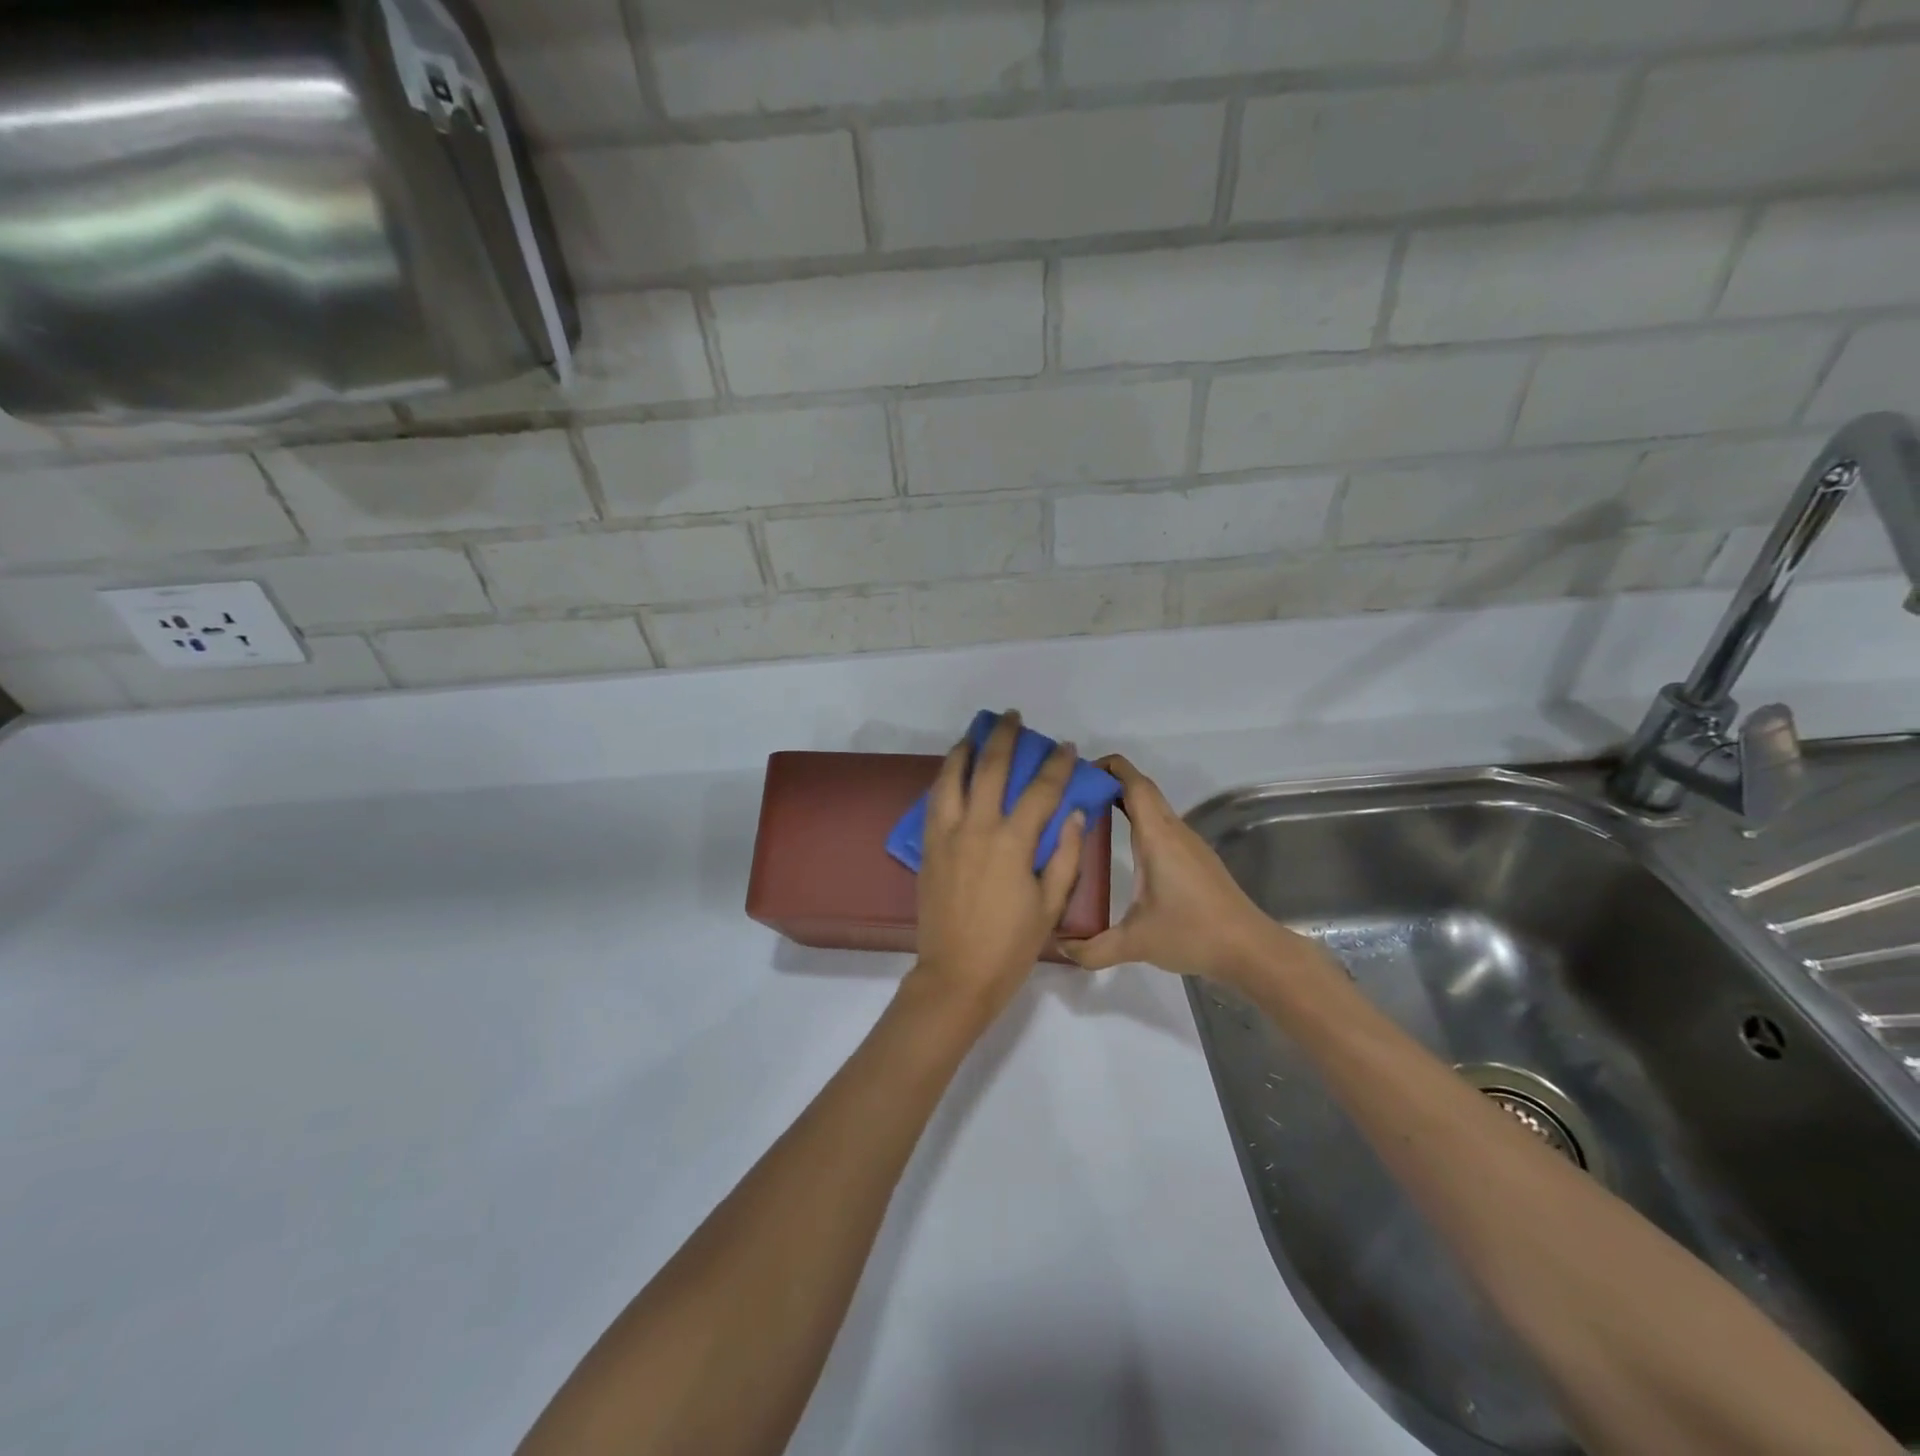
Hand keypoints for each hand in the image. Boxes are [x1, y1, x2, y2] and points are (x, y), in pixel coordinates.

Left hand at [911, 712, 1087, 1017]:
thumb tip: (1073, 813)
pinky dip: (944, 778)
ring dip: (965, 748)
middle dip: (1004, 737)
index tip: (1065, 747)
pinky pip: (933, 800)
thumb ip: (1064, 855)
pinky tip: (952, 771)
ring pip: (952, 776)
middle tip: (1013, 718)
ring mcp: (946, 834)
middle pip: (990, 768)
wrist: (956, 975)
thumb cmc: (1011, 945)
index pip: (1040, 790)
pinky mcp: (927, 846)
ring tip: (976, 733)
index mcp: (1012, 843)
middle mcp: (976, 828)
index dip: (1055, 765)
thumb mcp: (1050, 904)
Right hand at [1060, 755, 1290, 985]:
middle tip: (1073, 794)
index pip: (1133, 784)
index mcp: (1157, 837)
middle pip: (1142, 789)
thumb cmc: (1193, 934)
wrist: (1250, 950)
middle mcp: (1174, 831)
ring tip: (1088, 815)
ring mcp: (1188, 844)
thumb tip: (1060, 948)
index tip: (1077, 772)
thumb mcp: (1135, 943)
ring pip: (1154, 807)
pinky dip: (1138, 821)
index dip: (1107, 767)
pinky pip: (1162, 826)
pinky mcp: (1196, 859)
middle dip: (1110, 781)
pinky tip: (1121, 845)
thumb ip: (1093, 948)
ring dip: (1124, 801)